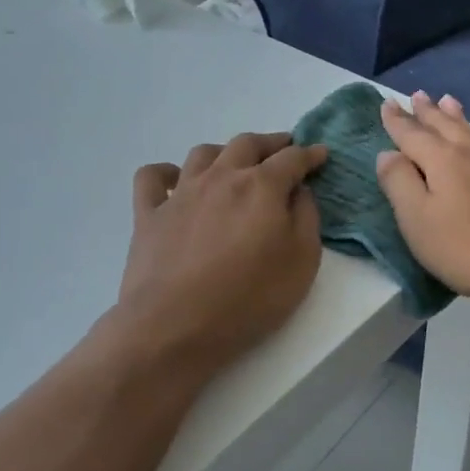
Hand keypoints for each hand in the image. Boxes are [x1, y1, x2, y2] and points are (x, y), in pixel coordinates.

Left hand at [110, 132, 328, 378]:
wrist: (175, 326)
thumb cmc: (249, 298)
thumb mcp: (302, 262)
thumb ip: (306, 218)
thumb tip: (299, 191)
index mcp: (261, 187)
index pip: (292, 158)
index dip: (310, 154)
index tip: (321, 154)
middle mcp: (221, 177)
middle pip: (247, 144)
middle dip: (270, 143)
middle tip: (283, 150)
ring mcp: (180, 193)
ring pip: (203, 153)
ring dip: (225, 152)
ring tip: (235, 164)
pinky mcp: (148, 214)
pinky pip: (152, 178)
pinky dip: (166, 173)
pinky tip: (175, 182)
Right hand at [376, 93, 469, 316]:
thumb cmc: (463, 247)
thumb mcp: (416, 219)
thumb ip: (398, 182)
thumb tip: (388, 153)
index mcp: (440, 160)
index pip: (411, 134)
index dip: (396, 121)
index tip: (386, 104)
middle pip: (443, 126)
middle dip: (427, 112)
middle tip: (417, 95)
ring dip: (456, 116)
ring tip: (448, 100)